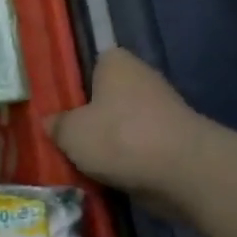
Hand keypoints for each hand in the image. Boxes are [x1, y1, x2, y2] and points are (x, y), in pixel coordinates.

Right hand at [45, 50, 212, 201]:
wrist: (184, 172)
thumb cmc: (119, 137)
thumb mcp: (70, 132)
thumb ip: (56, 124)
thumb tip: (51, 122)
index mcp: (117, 64)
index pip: (93, 62)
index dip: (75, 81)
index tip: (59, 103)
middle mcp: (142, 79)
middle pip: (107, 95)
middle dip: (90, 115)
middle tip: (64, 135)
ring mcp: (163, 110)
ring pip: (122, 122)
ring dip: (107, 140)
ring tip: (81, 160)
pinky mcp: (175, 139)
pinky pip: (139, 145)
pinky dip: (126, 158)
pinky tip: (106, 174)